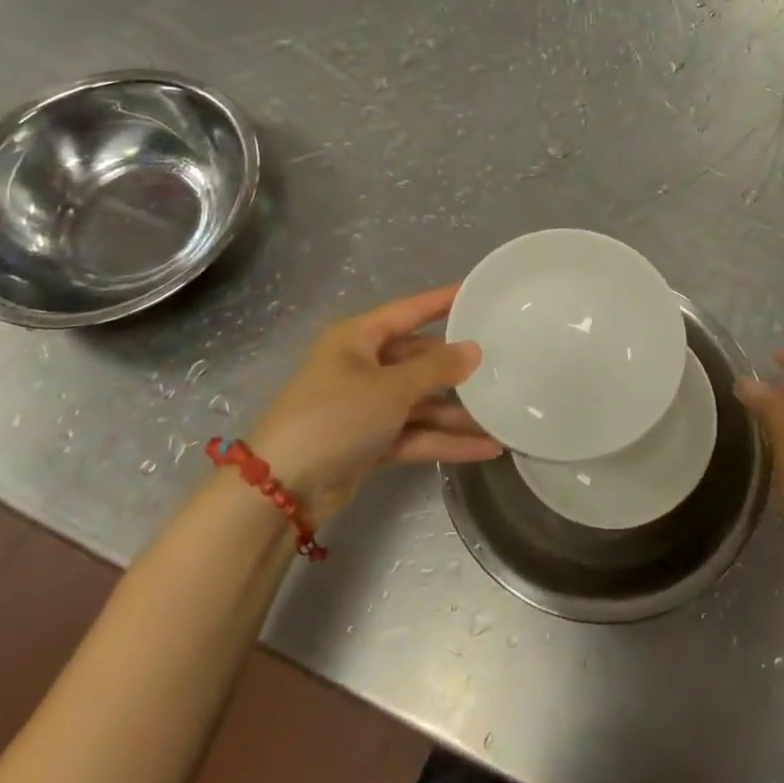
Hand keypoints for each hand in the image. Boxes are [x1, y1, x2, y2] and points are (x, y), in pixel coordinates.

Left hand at [248, 285, 500, 527]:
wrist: (280, 490)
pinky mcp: (370, 442)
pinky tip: (485, 447)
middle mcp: (362, 366)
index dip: (443, 301)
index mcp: (358, 338)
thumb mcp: (390, 387)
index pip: (410, 310)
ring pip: (421, 401)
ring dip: (458, 412)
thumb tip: (474, 349)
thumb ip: (436, 369)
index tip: (480, 292)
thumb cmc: (335, 417)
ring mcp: (366, 407)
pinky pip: (416, 433)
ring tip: (503, 414)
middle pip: (420, 359)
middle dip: (458, 368)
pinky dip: (445, 440)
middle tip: (503, 362)